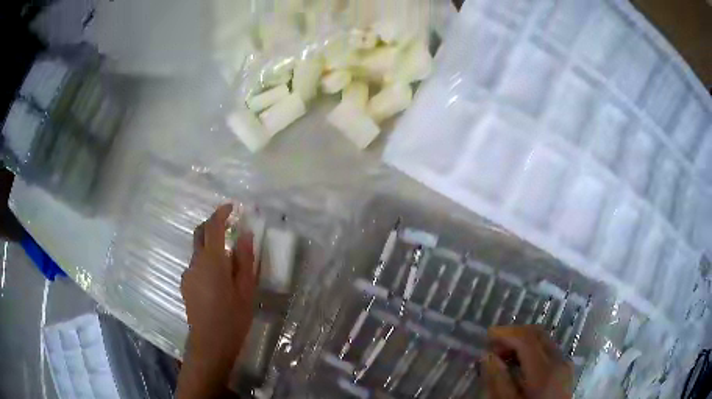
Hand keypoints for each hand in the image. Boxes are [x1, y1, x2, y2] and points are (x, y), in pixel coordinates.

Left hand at [177, 204, 256, 398]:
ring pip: (199, 252)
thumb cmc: (232, 317)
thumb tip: (245, 235)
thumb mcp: (246, 289)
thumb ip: (245, 260)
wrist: (210, 343)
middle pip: (200, 234)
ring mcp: (188, 274)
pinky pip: (197, 266)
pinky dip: (207, 263)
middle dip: (212, 225)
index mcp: (212, 261)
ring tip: (230, 264)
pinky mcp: (186, 285)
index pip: (212, 227)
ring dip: (211, 248)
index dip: (221, 213)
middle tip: (229, 226)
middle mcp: (195, 262)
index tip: (231, 207)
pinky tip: (219, 282)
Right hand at [483, 326, 572, 398]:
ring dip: (523, 340)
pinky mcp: (565, 368)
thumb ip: (498, 380)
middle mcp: (558, 361)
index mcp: (543, 371)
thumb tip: (488, 355)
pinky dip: (532, 348)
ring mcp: (564, 363)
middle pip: (537, 334)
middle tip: (494, 345)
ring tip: (504, 354)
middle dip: (514, 334)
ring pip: (544, 340)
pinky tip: (520, 362)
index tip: (488, 335)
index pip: (526, 339)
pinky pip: (548, 349)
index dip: (506, 333)